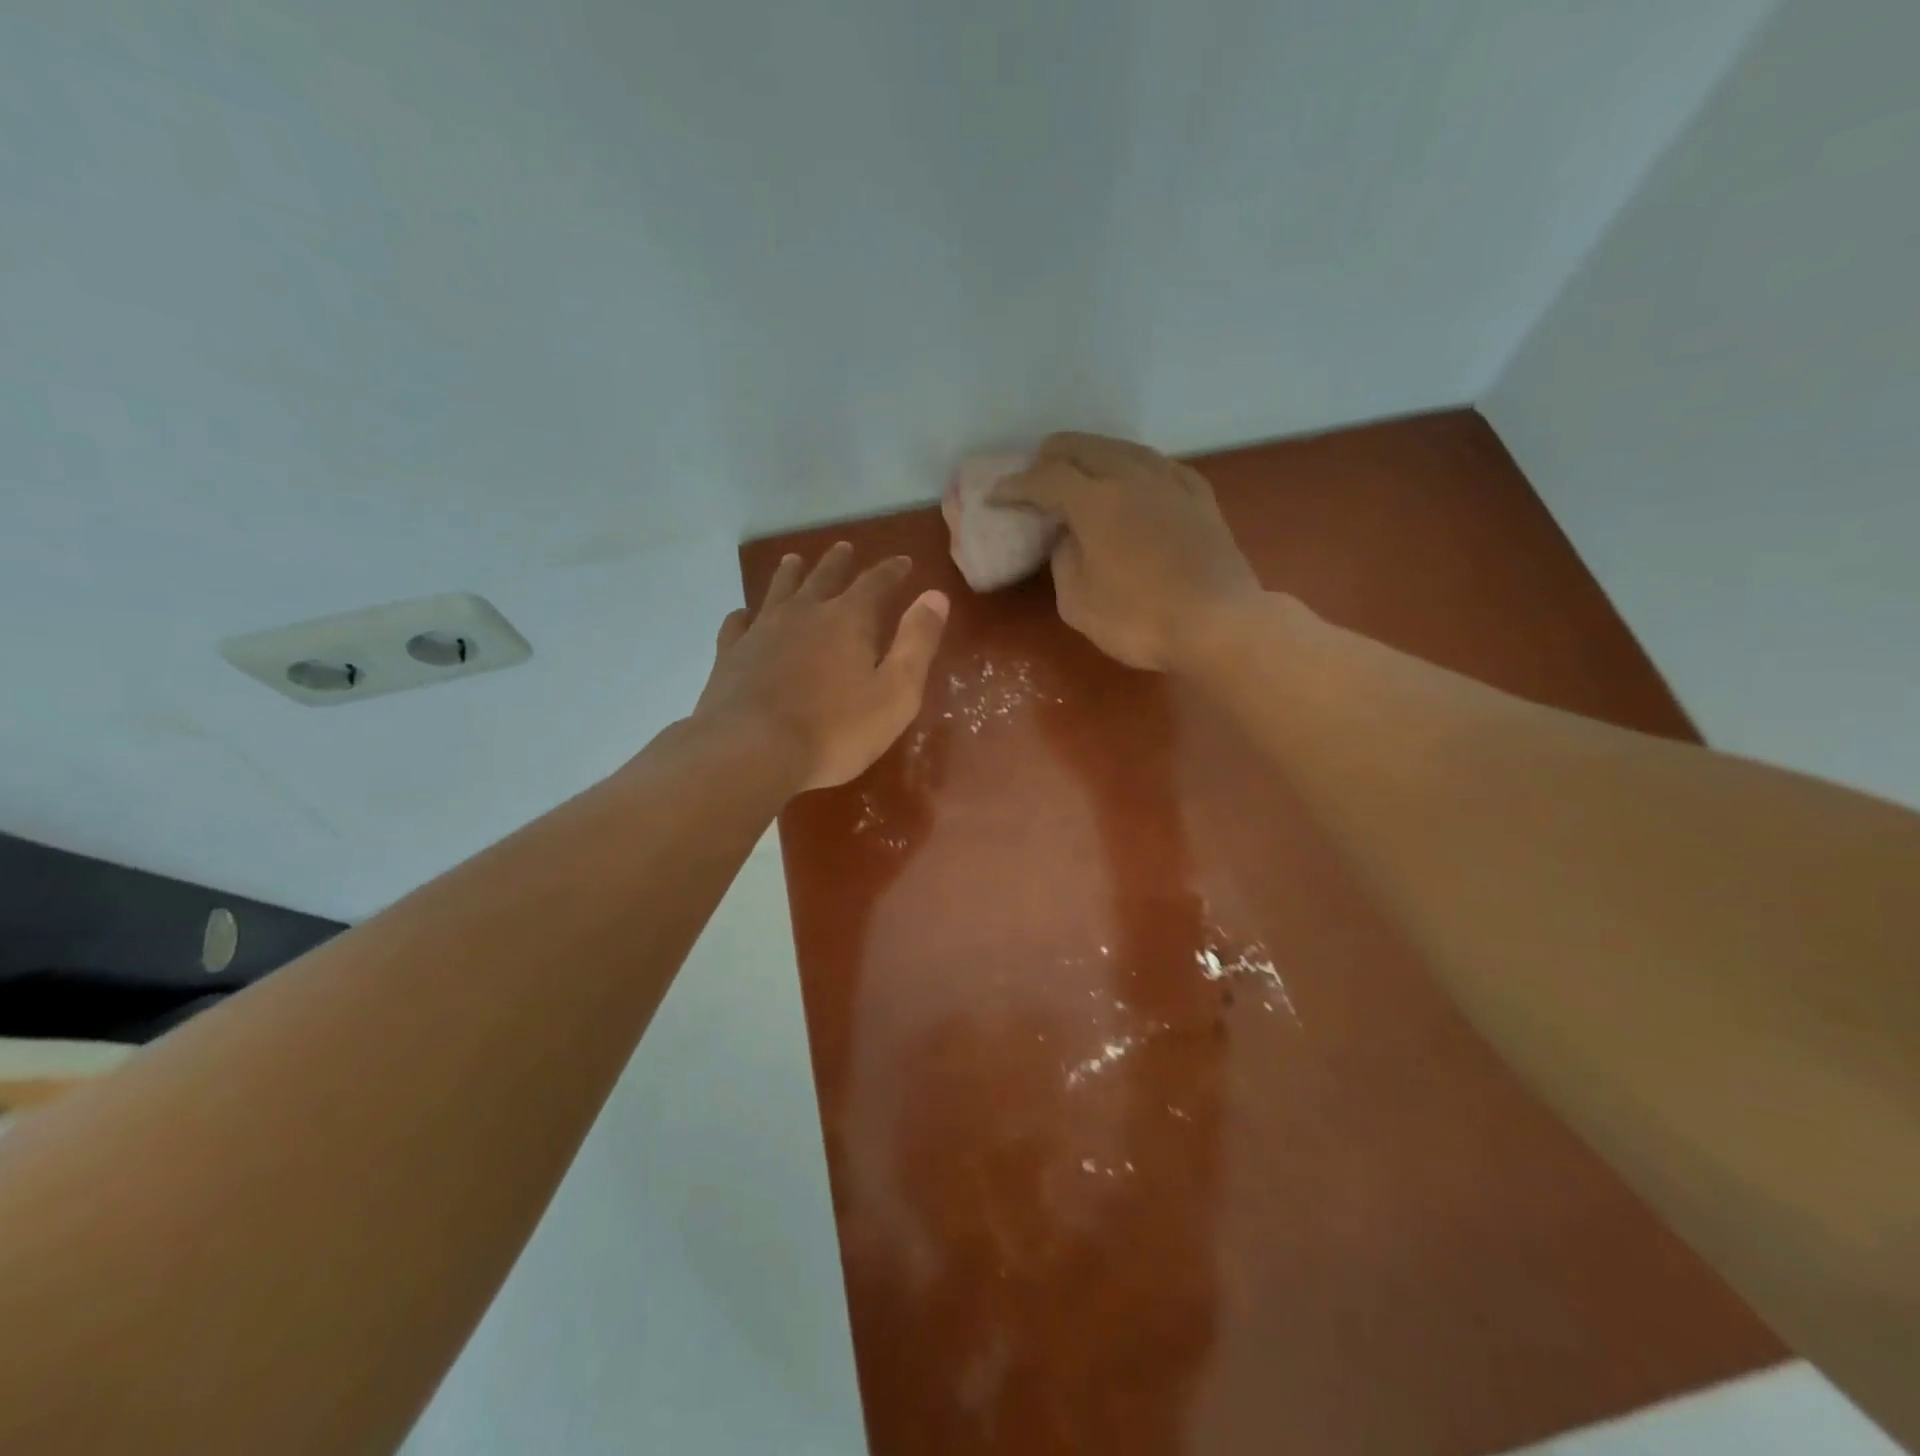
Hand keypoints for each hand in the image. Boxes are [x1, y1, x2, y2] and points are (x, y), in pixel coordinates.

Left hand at [693, 543, 949, 792]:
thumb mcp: (895, 693)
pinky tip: (744, 615)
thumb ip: (917, 643)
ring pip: (779, 590)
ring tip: (795, 561)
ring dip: (791, 573)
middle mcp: (804, 612)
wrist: (752, 751)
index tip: (902, 562)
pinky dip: (745, 615)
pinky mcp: (730, 654)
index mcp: (848, 619)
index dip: (891, 571)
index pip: (876, 582)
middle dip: (839, 562)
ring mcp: (762, 630)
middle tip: (844, 548)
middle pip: (824, 577)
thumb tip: (935, 596)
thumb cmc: (835, 730)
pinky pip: (738, 624)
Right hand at [993, 433, 1263, 671]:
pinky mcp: (1199, 495)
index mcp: (1096, 501)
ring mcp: (1170, 481)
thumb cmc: (1140, 620)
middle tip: (1034, 479)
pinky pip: (1157, 464)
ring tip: (1078, 475)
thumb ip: (1064, 562)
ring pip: (1122, 448)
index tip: (996, 497)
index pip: (1045, 478)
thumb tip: (1069, 539)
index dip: (1015, 486)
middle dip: (1049, 458)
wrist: (1219, 624)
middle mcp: (1131, 476)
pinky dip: (1132, 467)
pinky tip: (1132, 481)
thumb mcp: (1079, 604)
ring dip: (1091, 456)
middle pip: (1082, 447)